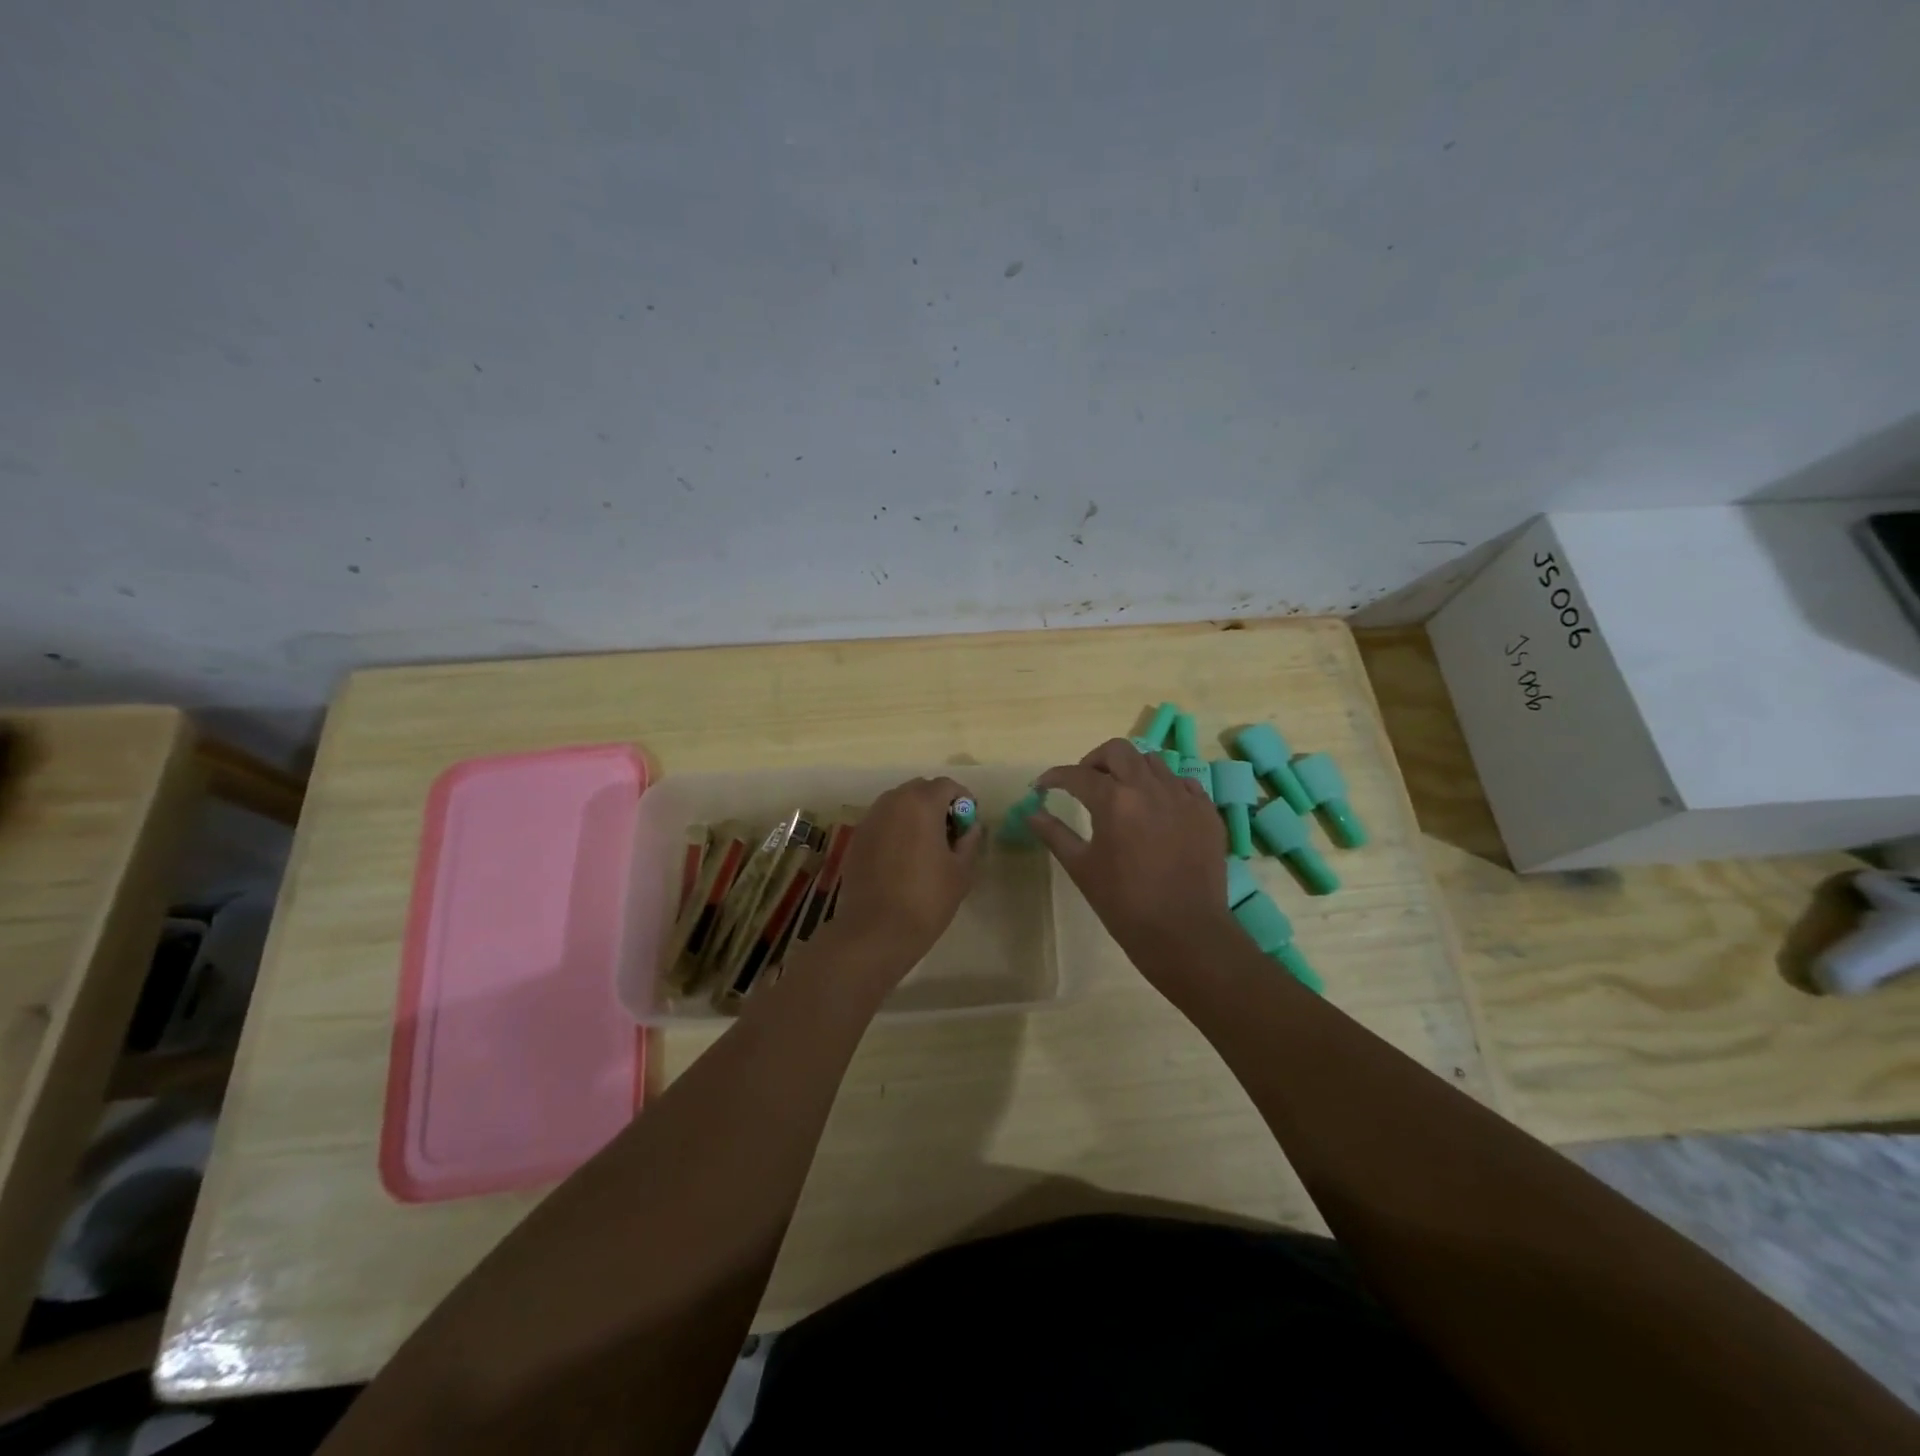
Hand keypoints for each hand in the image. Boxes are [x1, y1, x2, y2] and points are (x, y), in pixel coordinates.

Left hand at [819, 776, 983, 979]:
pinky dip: (896, 828)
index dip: (963, 800)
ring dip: (915, 815)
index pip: (947, 785)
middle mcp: (892, 802)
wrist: (876, 930)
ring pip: (898, 804)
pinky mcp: (857, 837)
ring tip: (926, 846)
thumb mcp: (961, 870)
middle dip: (937, 804)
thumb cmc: (927, 898)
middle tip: (949, 833)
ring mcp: (870, 819)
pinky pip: (883, 821)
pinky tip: (903, 858)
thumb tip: (971, 825)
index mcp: (921, 804)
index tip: (968, 823)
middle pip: (920, 789)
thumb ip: (970, 839)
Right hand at [1028, 739, 1233, 965]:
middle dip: (1095, 761)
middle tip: (1085, 783)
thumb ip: (1055, 834)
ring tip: (1122, 795)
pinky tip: (1156, 810)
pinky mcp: (1206, 811)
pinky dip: (1164, 787)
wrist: (1184, 932)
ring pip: (1152, 762)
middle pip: (1118, 751)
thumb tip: (1031, 814)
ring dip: (1130, 771)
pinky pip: (1183, 783)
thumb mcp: (1082, 868)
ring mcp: (1183, 797)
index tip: (1043, 786)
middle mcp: (1150, 788)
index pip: (1077, 775)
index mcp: (1114, 801)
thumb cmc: (1124, 903)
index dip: (1055, 777)